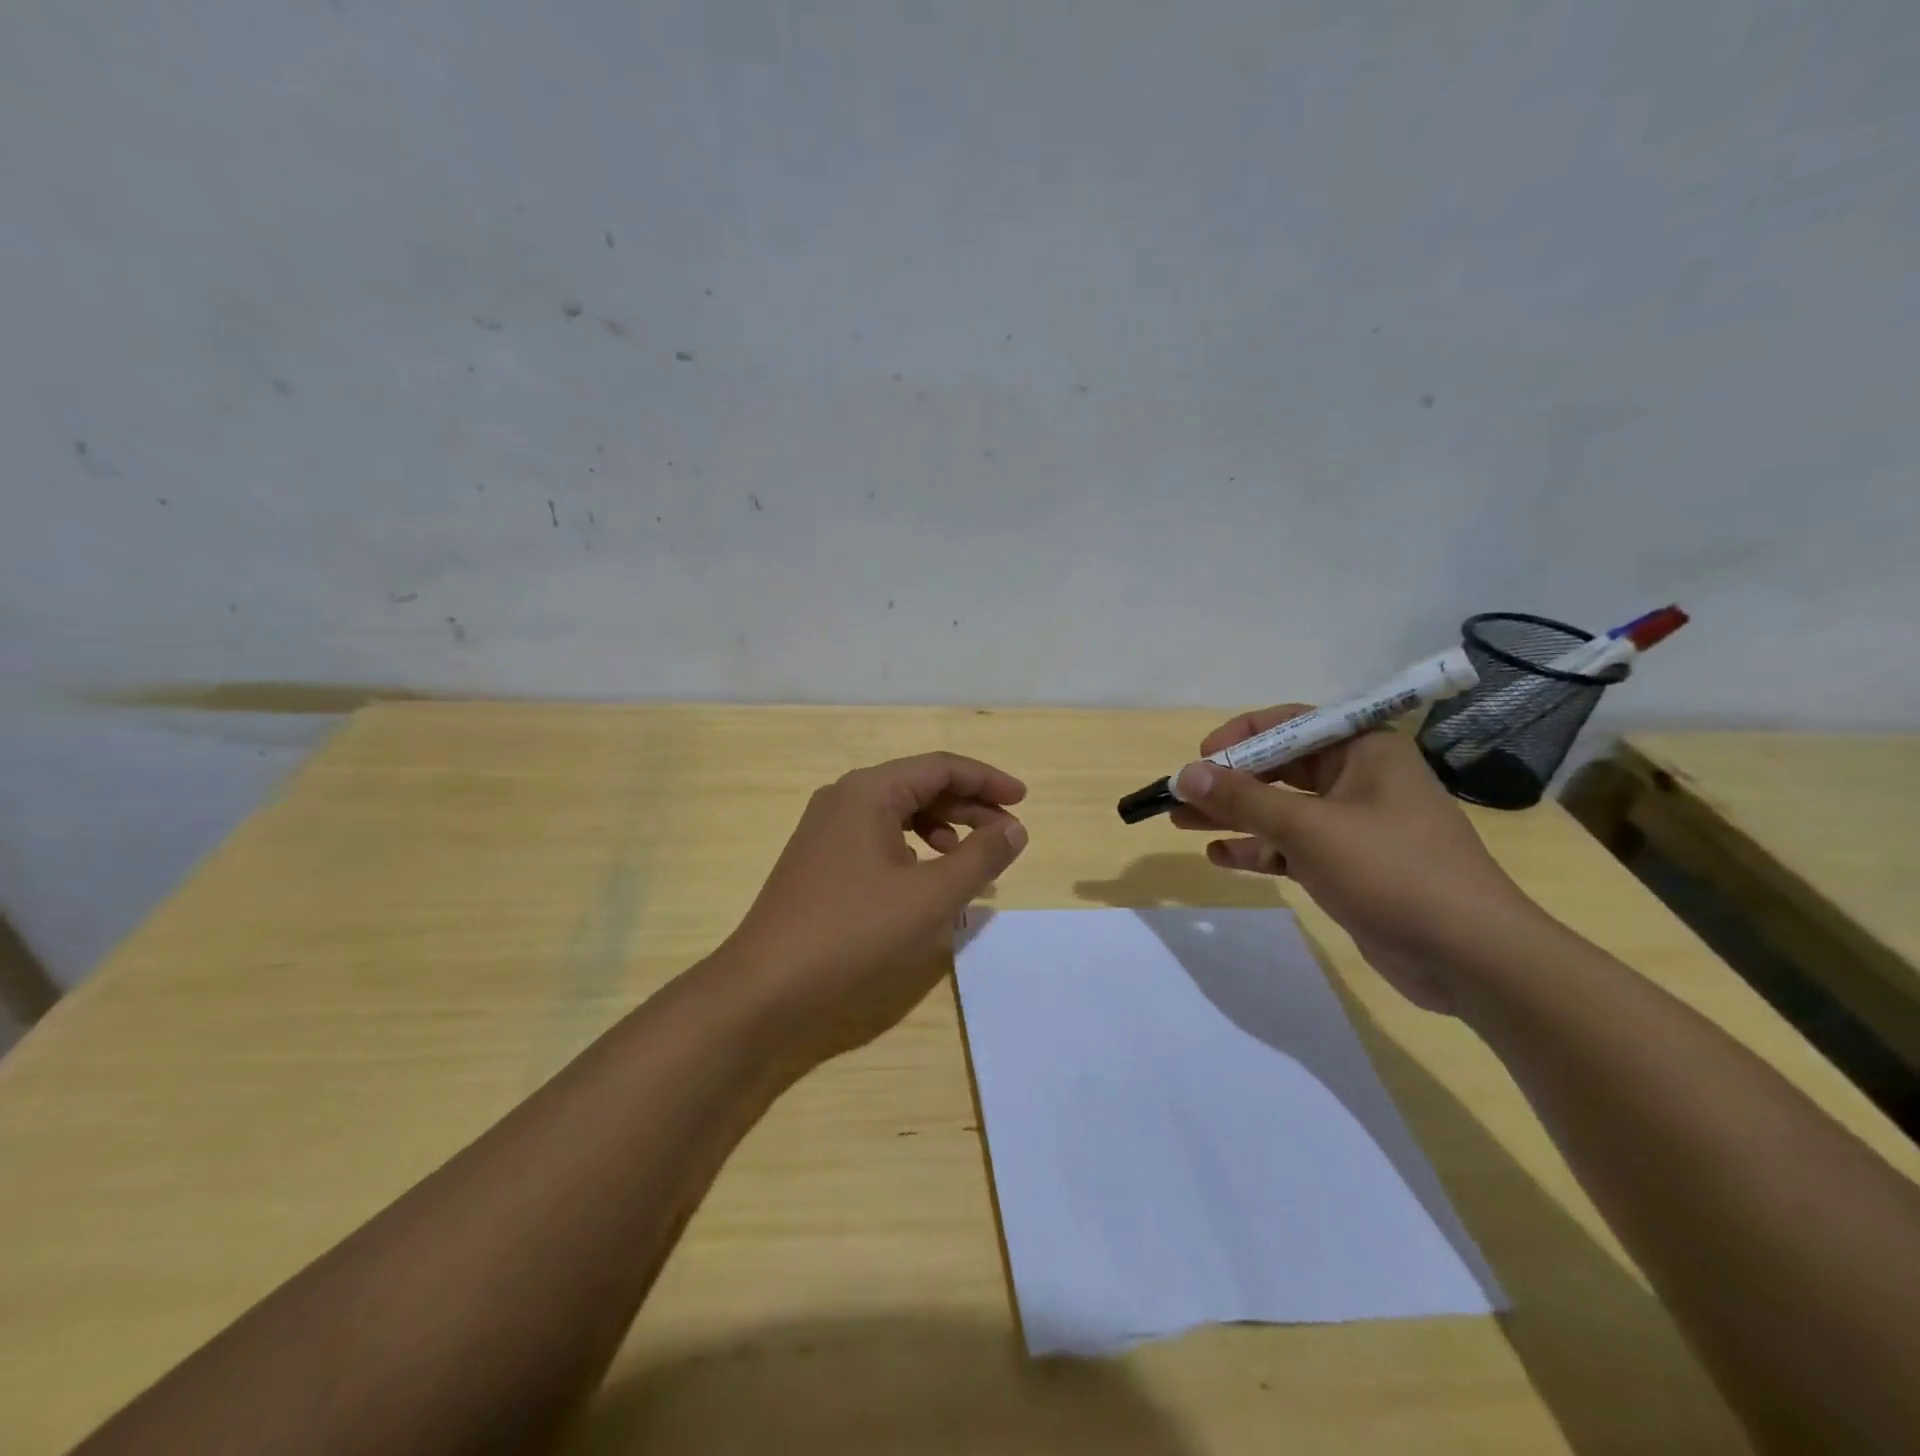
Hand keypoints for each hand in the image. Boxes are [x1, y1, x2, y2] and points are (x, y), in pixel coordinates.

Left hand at [712, 752, 1028, 1069]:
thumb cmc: (854, 933)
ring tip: (968, 857)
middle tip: (1006, 833)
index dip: (987, 780)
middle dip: (967, 805)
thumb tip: (1014, 827)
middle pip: (919, 786)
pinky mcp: (819, 860)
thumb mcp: (931, 896)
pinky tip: (925, 877)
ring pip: (898, 812)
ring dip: (941, 827)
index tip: (1024, 801)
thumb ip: (980, 857)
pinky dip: (912, 848)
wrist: (766, 987)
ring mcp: (826, 829)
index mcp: (868, 791)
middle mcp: (844, 798)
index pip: (940, 767)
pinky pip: (878, 837)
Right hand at [1169, 708, 1539, 1013]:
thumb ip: (1243, 800)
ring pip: (1281, 810)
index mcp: (1363, 750)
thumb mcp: (1308, 828)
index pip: (1290, 724)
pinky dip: (1259, 849)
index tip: (1198, 759)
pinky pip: (1293, 847)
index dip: (1240, 737)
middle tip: (1179, 798)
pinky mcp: (1350, 867)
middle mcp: (1359, 779)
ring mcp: (1355, 826)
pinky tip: (1222, 857)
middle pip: (1280, 769)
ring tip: (1182, 824)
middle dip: (1228, 783)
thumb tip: (1185, 773)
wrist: (1471, 956)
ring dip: (1234, 816)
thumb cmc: (1392, 871)